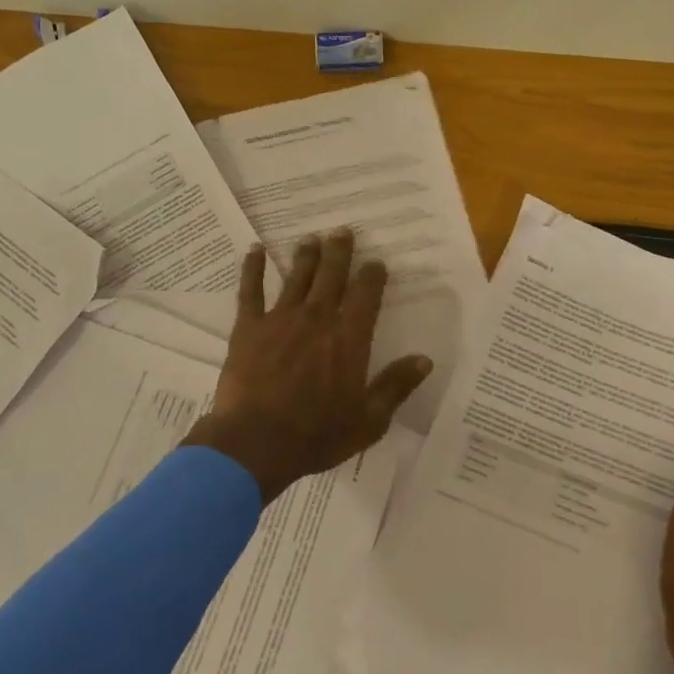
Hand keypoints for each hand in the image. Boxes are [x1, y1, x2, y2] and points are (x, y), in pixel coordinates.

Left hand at [190, 228, 434, 503]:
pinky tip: (255, 250)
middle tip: (342, 230)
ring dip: (306, 256)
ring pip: (297, 278)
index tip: (375, 262)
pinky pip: (250, 291)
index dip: (372, 275)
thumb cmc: (317, 435)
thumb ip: (396, 386)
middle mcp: (318, 319)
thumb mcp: (369, 420)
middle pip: (331, 276)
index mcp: (349, 339)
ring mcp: (280, 320)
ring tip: (311, 237)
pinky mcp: (248, 328)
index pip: (366, 295)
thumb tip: (425, 360)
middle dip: (339, 252)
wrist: (257, 442)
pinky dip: (253, 268)